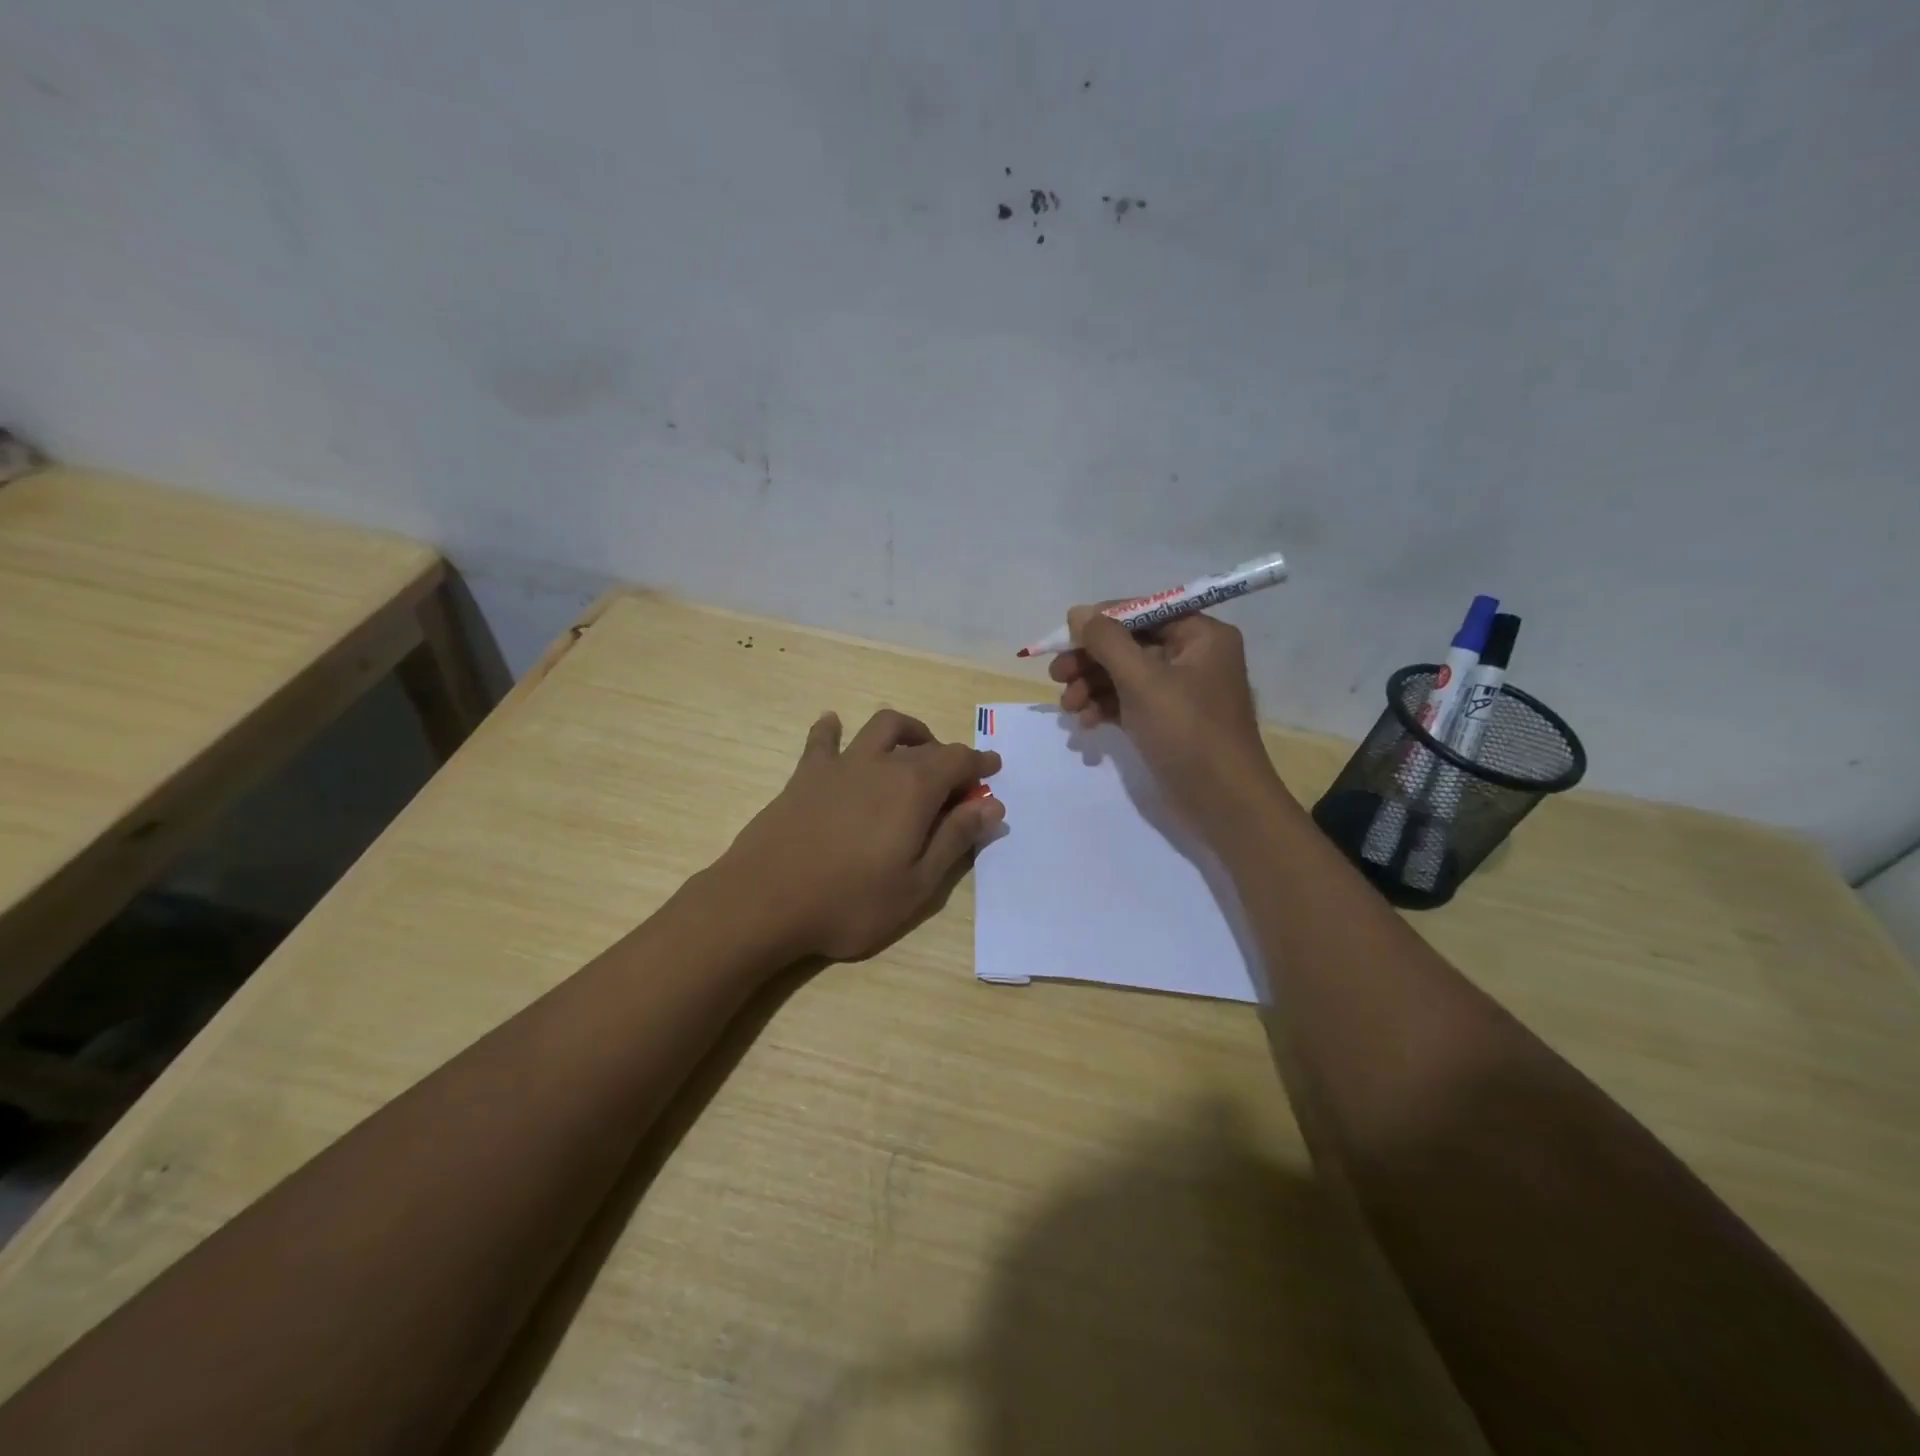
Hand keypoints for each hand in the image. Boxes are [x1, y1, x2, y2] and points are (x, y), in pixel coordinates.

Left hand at [718, 709, 1003, 961]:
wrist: (765, 901)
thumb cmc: (850, 902)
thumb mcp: (917, 884)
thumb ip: (955, 839)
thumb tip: (992, 805)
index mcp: (914, 788)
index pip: (959, 760)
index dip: (980, 763)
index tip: (993, 769)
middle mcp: (881, 764)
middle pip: (926, 746)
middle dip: (949, 757)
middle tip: (957, 782)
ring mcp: (840, 765)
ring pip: (881, 728)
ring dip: (906, 732)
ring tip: (913, 751)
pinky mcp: (805, 775)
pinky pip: (822, 739)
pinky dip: (833, 729)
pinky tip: (834, 725)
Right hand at [1049, 606, 1282, 829]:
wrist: (1222, 802)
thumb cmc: (1187, 732)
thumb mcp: (1143, 680)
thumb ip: (1107, 642)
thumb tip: (1077, 612)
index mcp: (1201, 636)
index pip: (1143, 612)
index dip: (1101, 622)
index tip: (1063, 638)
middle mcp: (1193, 656)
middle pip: (1129, 644)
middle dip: (1090, 660)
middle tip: (1056, 676)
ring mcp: (1180, 691)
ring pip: (1124, 675)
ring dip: (1091, 686)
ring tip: (1068, 707)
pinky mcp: (1167, 721)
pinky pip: (1129, 702)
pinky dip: (1105, 708)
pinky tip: (1084, 723)